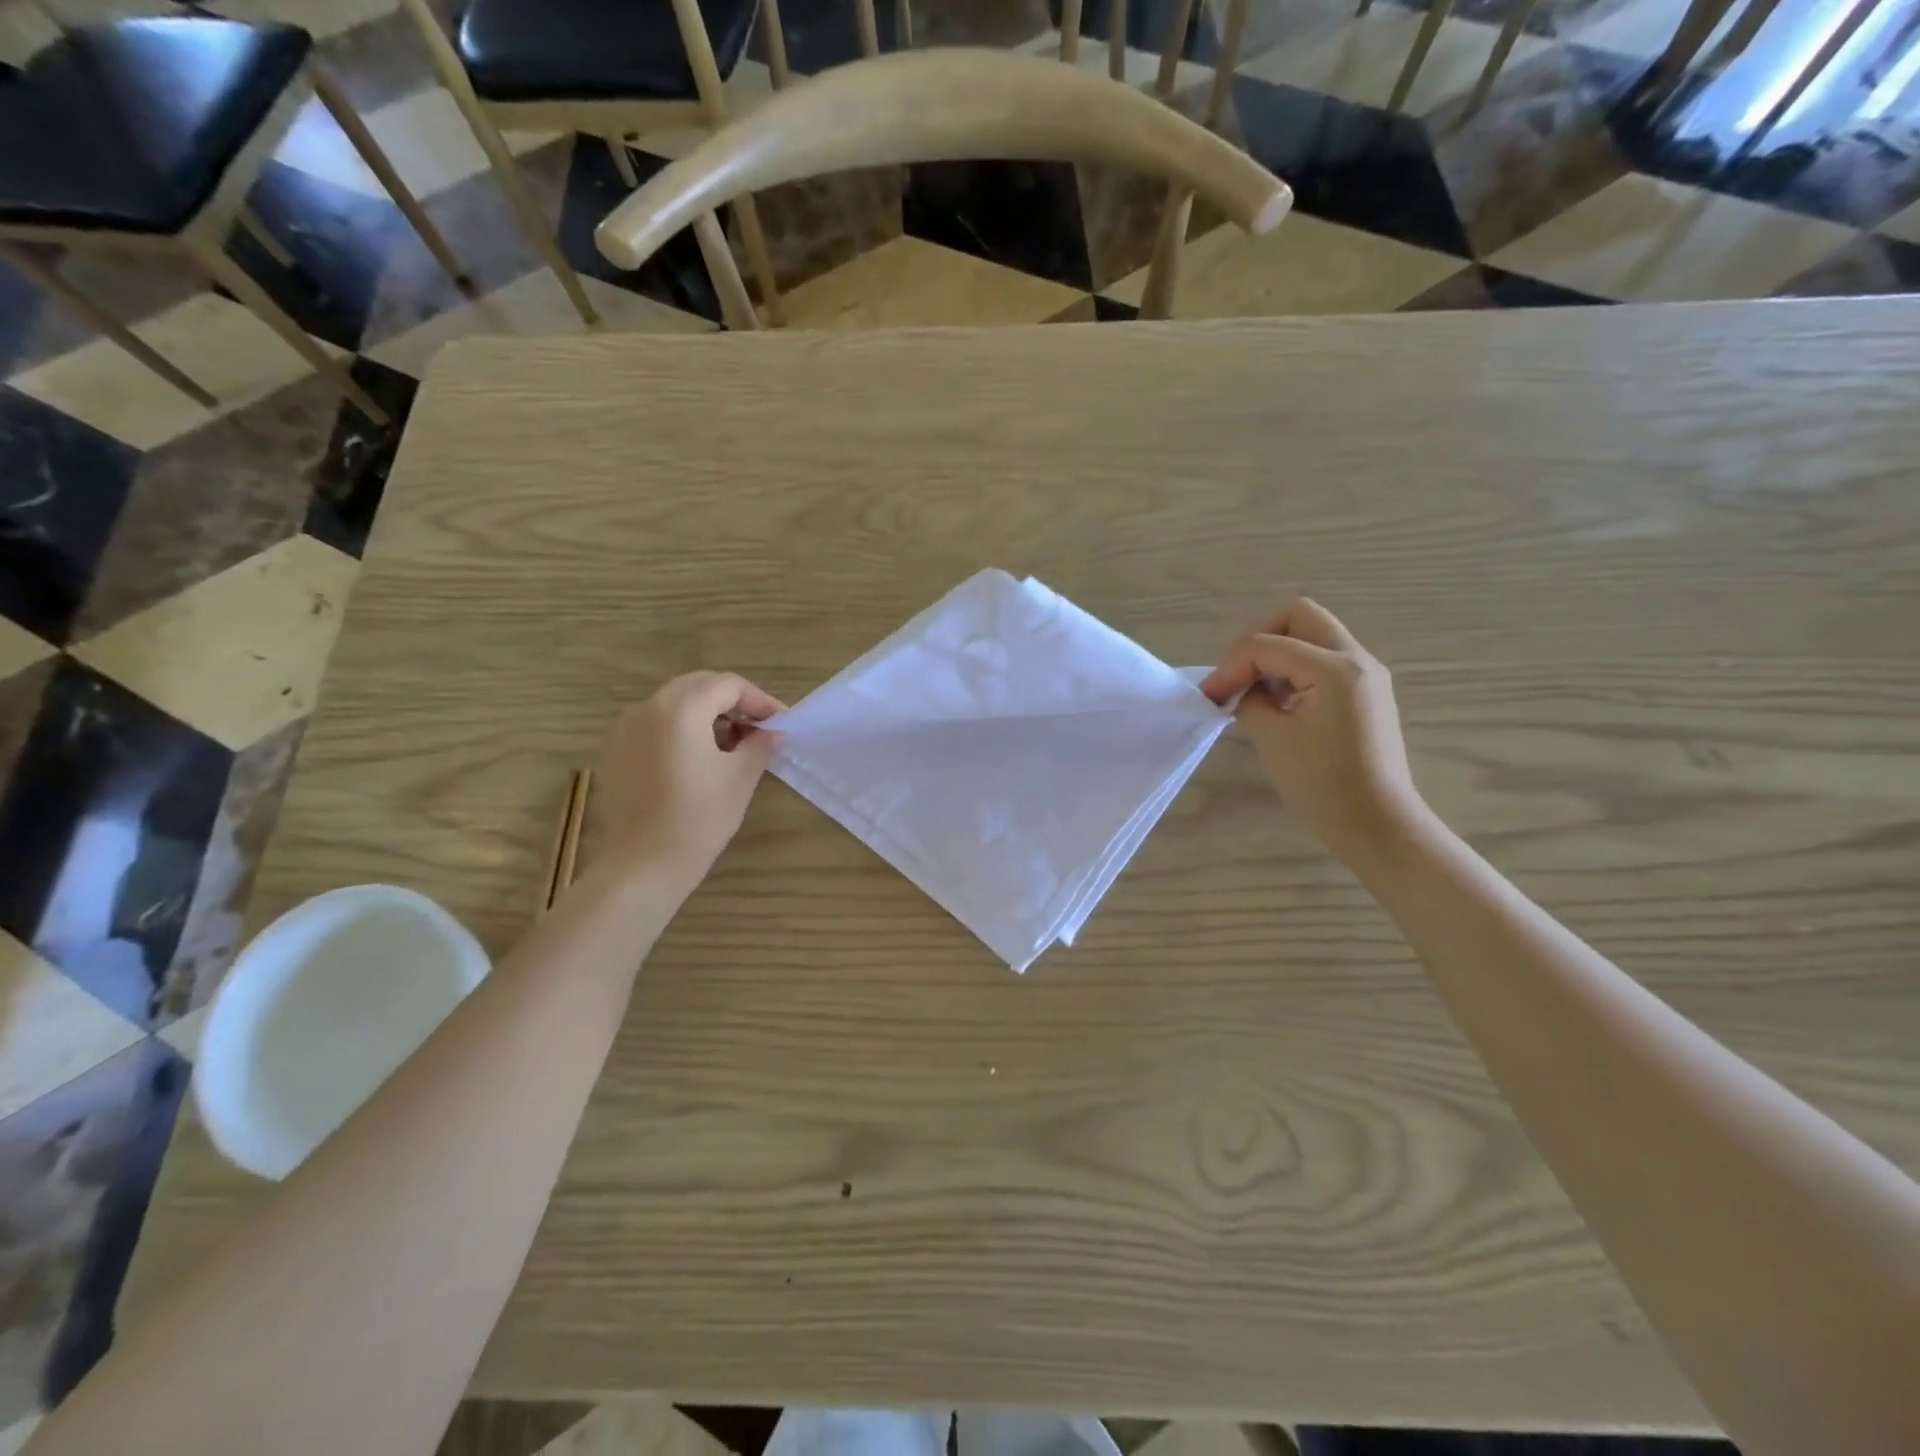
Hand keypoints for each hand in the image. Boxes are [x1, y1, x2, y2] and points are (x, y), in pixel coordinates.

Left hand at [594, 672, 783, 887]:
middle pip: (699, 686)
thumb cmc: (700, 817)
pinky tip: (699, 758)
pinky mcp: (616, 750)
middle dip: (733, 701)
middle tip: (759, 727)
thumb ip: (760, 744)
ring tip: (732, 743)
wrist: (645, 863)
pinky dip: (682, 729)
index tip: (780, 722)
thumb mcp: (741, 776)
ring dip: (707, 713)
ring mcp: (625, 728)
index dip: (759, 700)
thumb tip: (772, 731)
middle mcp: (648, 707)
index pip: (728, 685)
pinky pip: (655, 724)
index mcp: (681, 708)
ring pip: (675, 703)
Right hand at [1201, 599, 1423, 857]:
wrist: (1377, 824)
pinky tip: (1280, 707)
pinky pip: (1324, 662)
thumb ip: (1249, 700)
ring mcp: (1366, 675)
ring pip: (1313, 636)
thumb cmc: (1322, 784)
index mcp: (1334, 668)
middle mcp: (1357, 659)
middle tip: (1238, 676)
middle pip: (1298, 616)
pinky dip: (1296, 672)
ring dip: (1277, 656)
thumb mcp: (1271, 737)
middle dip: (1259, 640)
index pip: (1265, 644)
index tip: (1209, 698)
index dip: (1229, 667)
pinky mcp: (1366, 693)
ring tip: (1256, 696)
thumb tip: (1243, 690)